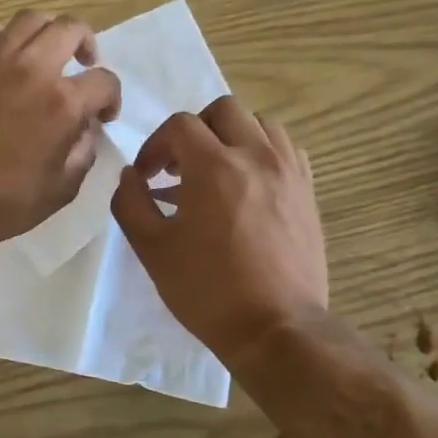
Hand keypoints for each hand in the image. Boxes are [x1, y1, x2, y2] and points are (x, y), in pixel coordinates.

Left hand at [0, 11, 121, 250]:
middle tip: (84, 66)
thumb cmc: (4, 203)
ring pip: (31, 19)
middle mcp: (32, 69)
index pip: (104, 81)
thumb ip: (84, 150)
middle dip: (87, 44)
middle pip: (71, 28)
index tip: (103, 116)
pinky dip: (5, 40)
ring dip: (48, 32)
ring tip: (48, 54)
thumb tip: (86, 127)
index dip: (112, 98)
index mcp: (63, 103)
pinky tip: (6, 61)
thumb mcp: (62, 188)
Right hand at [110, 97, 327, 365]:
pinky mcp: (308, 191)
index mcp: (214, 167)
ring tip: (216, 171)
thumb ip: (131, 203)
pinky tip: (249, 184)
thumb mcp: (152, 250)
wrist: (276, 327)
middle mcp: (256, 156)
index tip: (147, 177)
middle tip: (180, 168)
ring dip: (231, 136)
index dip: (155, 145)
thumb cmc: (208, 291)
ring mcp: (288, 171)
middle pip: (223, 110)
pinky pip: (285, 149)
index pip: (180, 125)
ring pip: (259, 123)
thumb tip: (130, 176)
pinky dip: (262, 152)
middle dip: (194, 131)